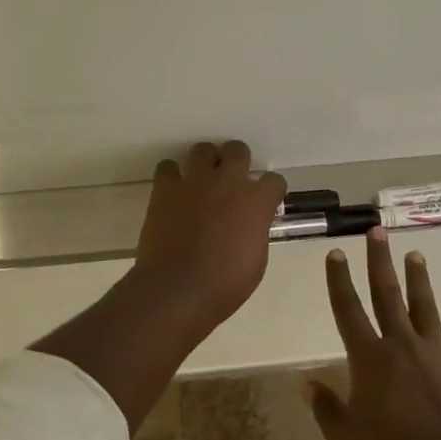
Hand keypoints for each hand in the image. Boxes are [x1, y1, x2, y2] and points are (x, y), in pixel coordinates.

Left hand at [132, 140, 285, 323]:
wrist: (177, 290)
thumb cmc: (224, 285)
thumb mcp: (256, 260)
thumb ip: (255, 232)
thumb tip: (249, 224)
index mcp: (255, 202)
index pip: (274, 180)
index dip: (270, 191)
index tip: (265, 202)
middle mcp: (228, 182)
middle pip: (238, 150)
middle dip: (237, 161)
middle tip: (231, 180)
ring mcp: (195, 182)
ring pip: (203, 149)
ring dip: (205, 162)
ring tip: (202, 180)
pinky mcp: (166, 189)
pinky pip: (167, 167)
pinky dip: (170, 176)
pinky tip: (172, 191)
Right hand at [306, 229, 440, 439]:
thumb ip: (326, 409)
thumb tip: (306, 384)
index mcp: (369, 358)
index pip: (348, 309)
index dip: (339, 280)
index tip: (335, 253)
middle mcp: (401, 345)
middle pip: (387, 295)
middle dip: (379, 261)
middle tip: (377, 231)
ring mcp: (436, 355)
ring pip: (424, 307)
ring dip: (418, 279)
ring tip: (414, 254)